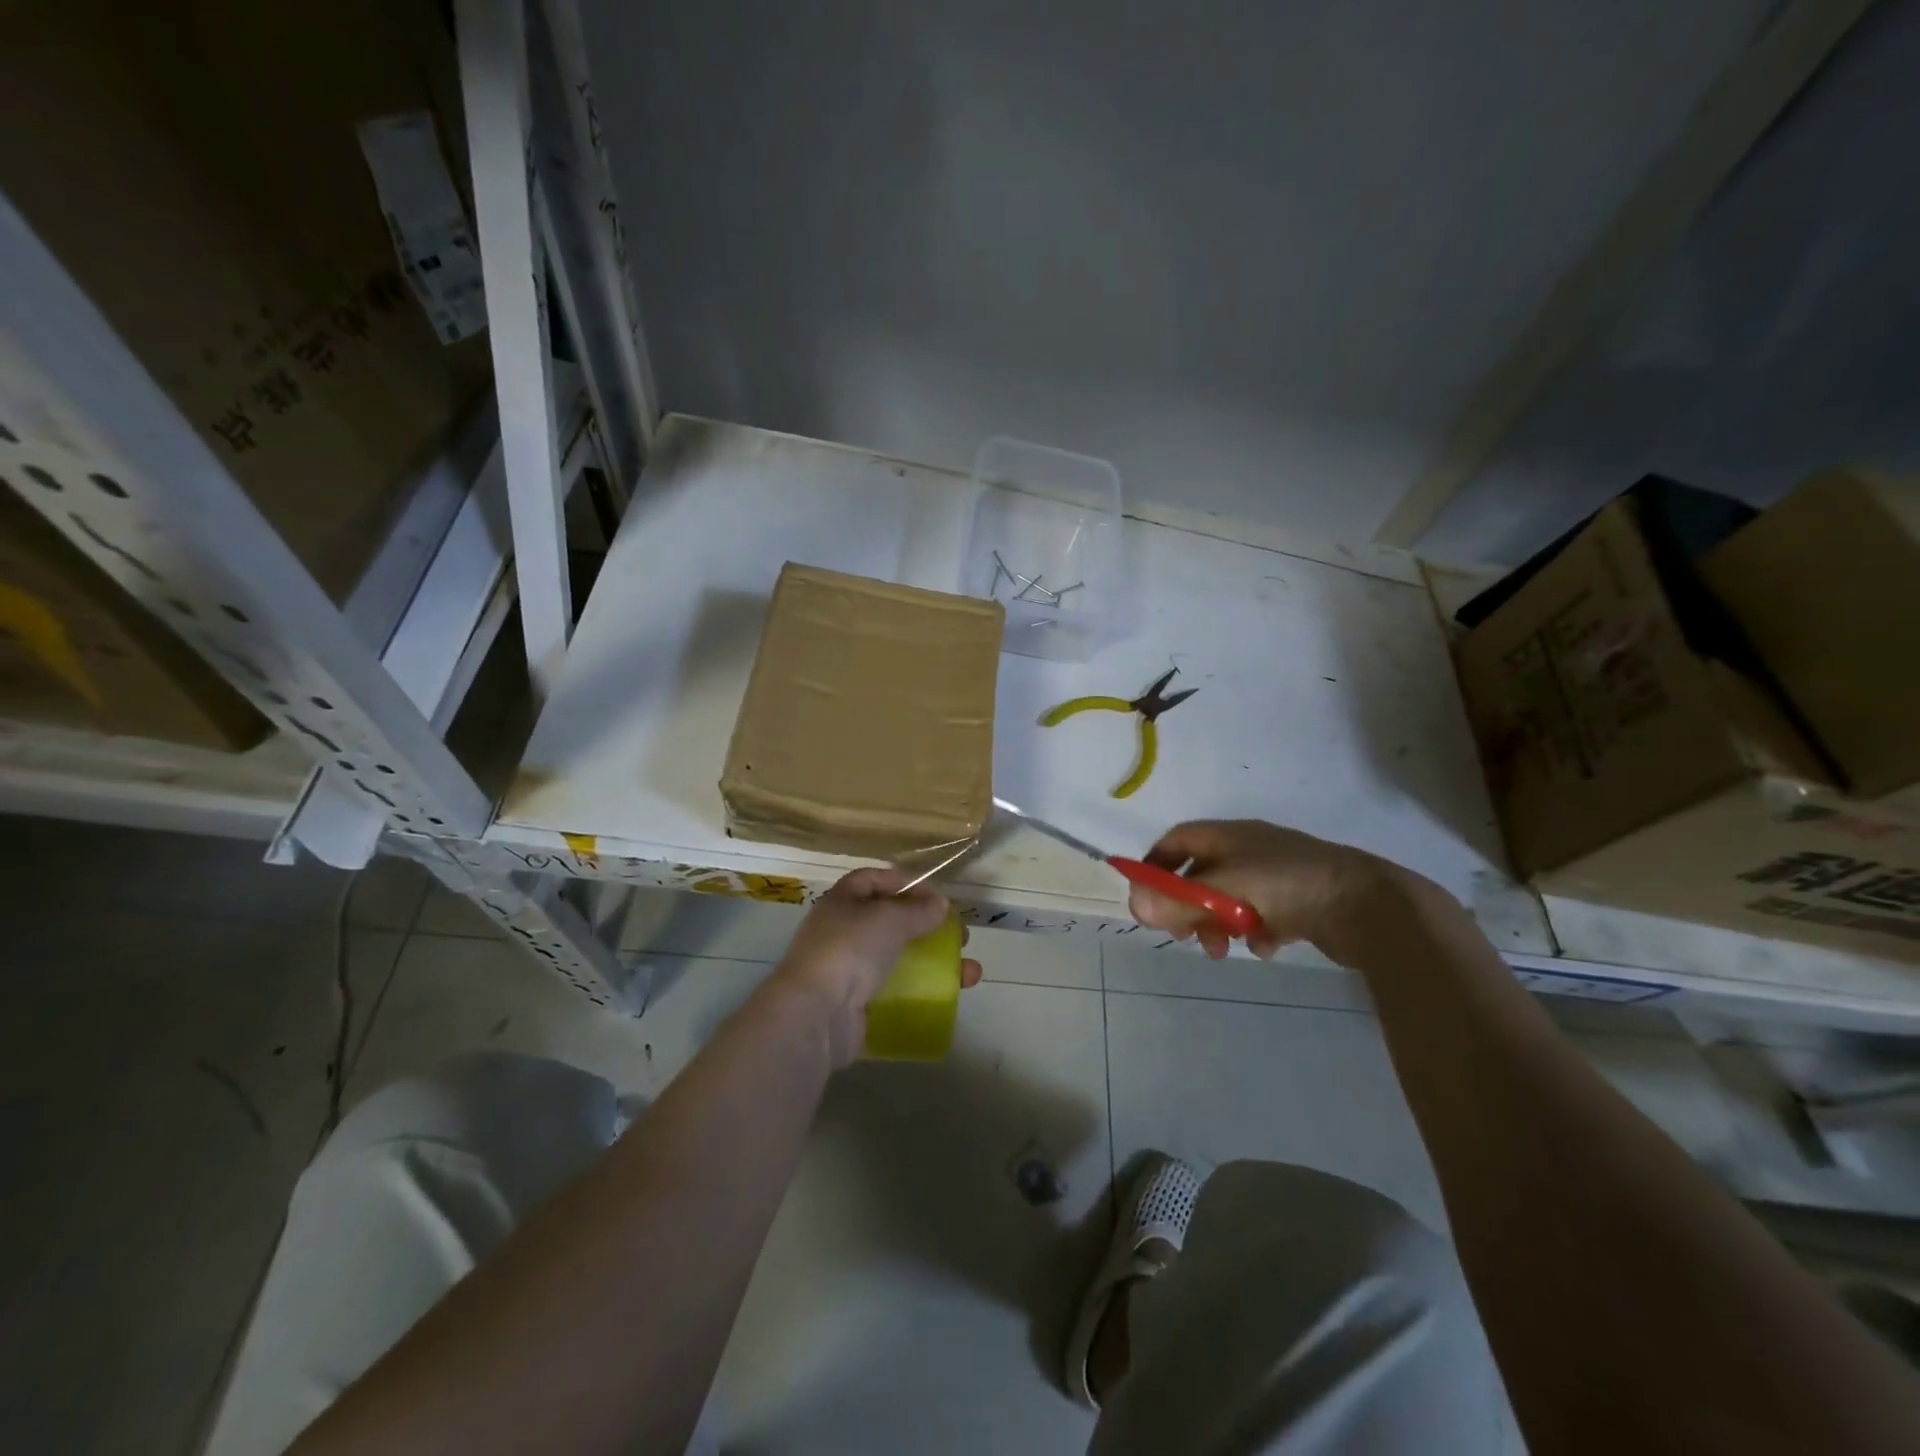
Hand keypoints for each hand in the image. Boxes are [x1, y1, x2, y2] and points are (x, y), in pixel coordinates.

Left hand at [767, 867, 983, 1066]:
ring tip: (968, 973)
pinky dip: (920, 990)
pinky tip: (946, 995)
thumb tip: (940, 905)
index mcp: (841, 902)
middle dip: (927, 927)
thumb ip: (918, 911)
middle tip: (959, 936)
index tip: (936, 896)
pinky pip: (894, 990)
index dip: (904, 883)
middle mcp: (841, 931)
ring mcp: (847, 969)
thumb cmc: (850, 949)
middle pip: (889, 921)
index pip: (873, 880)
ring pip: (897, 958)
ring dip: (934, 962)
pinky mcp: (855, 1003)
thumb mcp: (890, 919)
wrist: (816, 1014)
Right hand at [1130, 819, 1418, 963]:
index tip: (1146, 896)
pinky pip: (1263, 915)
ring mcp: (1278, 875)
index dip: (1157, 864)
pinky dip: (1255, 932)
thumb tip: (1135, 907)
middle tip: (1183, 935)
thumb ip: (1180, 899)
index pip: (1179, 840)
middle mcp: (1251, 850)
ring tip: (1223, 950)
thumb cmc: (1289, 885)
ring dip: (1218, 924)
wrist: (1369, 905)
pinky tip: (1265, 948)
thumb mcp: (1226, 889)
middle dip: (1188, 905)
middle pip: (1202, 873)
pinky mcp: (1301, 901)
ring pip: (1231, 899)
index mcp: (1231, 835)